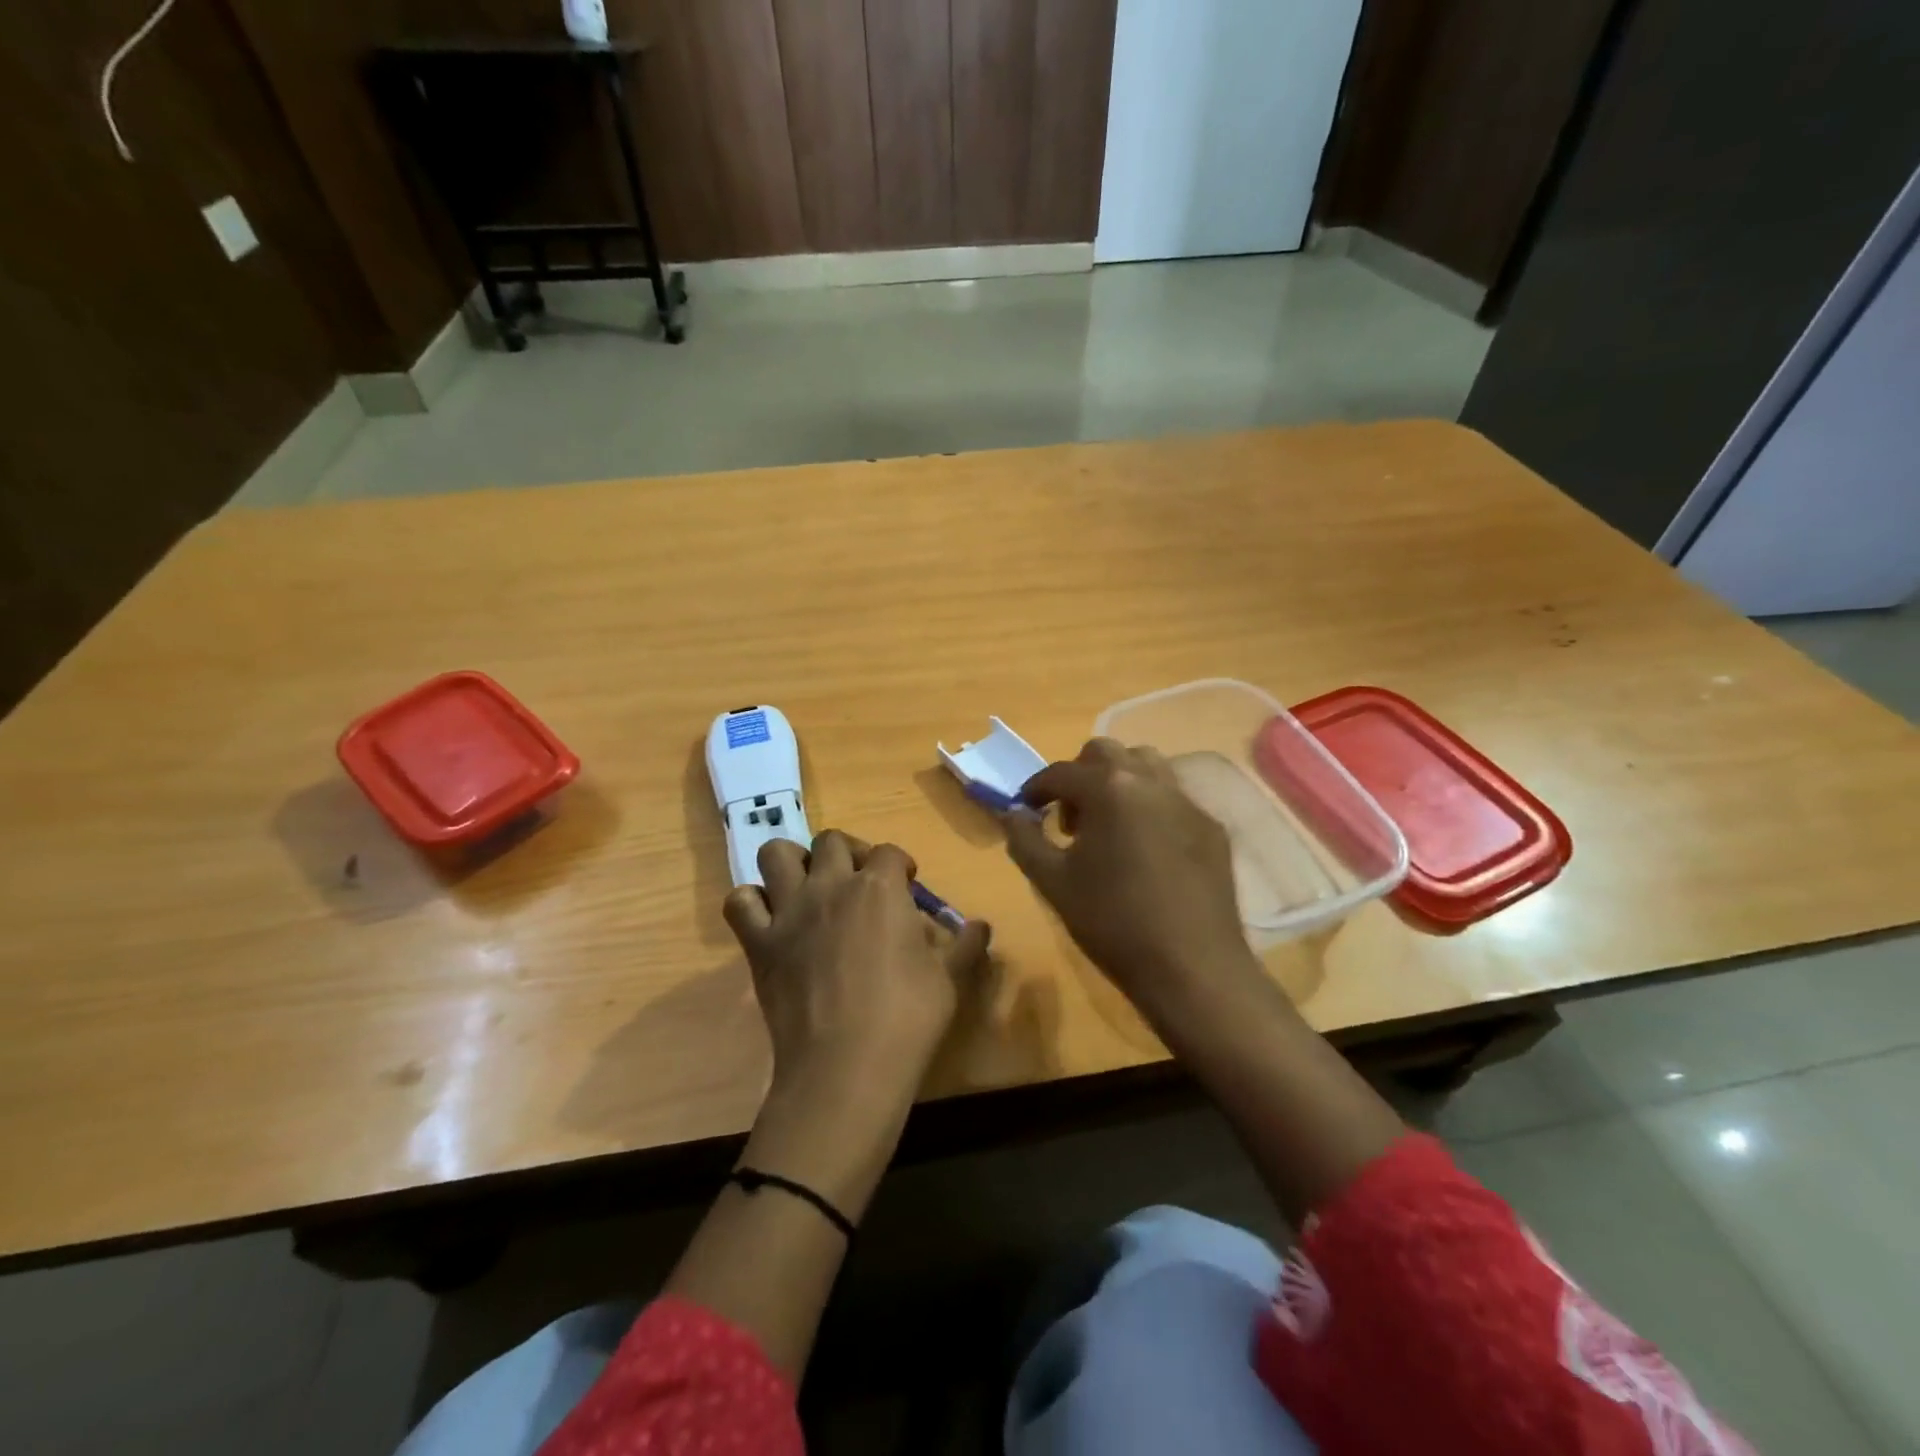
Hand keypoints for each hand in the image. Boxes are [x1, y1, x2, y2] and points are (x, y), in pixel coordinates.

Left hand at [724, 831, 991, 1112]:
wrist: (845, 1067)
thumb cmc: (907, 1018)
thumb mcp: (948, 979)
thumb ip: (964, 945)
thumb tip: (981, 925)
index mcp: (880, 888)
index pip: (889, 852)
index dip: (900, 865)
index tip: (907, 885)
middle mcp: (831, 885)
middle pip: (831, 840)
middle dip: (848, 853)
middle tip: (859, 882)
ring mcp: (789, 911)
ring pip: (777, 854)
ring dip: (793, 863)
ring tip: (810, 887)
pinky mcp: (759, 943)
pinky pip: (740, 902)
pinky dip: (752, 902)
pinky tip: (771, 919)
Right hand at [1005, 739, 1261, 1026]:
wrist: (1192, 967)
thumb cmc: (1112, 922)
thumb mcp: (1052, 883)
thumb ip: (1024, 840)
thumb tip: (1012, 814)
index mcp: (1109, 789)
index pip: (1060, 772)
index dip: (1036, 789)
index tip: (1025, 810)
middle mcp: (1151, 781)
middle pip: (1105, 753)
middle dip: (1079, 777)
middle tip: (1070, 820)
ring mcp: (1187, 802)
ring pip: (1146, 765)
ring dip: (1118, 782)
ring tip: (1109, 826)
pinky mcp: (1211, 827)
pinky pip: (1173, 797)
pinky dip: (1149, 806)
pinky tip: (1145, 850)